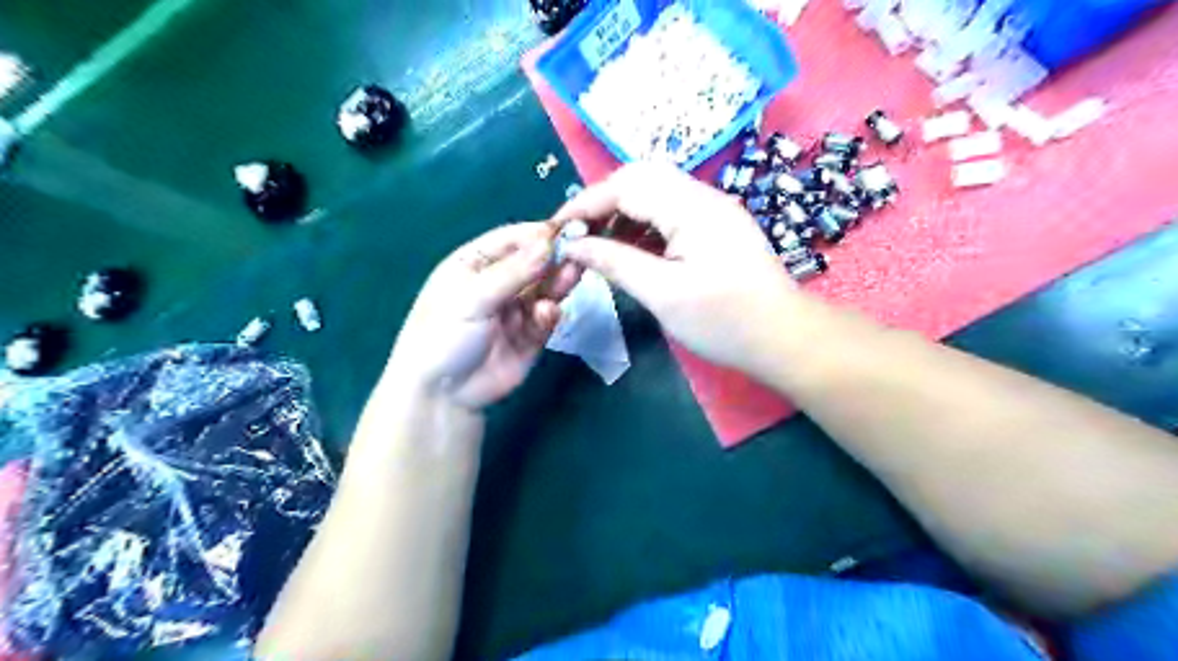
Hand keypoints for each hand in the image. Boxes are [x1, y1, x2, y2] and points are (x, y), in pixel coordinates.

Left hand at [389, 221, 580, 411]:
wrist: (442, 395)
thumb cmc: (444, 335)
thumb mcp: (472, 298)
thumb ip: (513, 272)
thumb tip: (549, 243)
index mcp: (474, 265)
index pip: (510, 240)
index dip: (537, 234)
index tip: (566, 229)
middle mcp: (497, 284)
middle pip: (533, 264)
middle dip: (554, 258)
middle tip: (581, 251)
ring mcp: (515, 311)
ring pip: (544, 290)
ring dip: (559, 282)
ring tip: (575, 274)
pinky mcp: (530, 337)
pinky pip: (546, 319)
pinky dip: (550, 314)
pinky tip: (548, 313)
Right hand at [555, 163, 795, 379]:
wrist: (783, 337)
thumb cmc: (724, 320)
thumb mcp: (662, 294)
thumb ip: (615, 263)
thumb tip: (573, 246)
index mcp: (691, 207)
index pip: (626, 185)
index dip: (586, 203)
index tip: (556, 228)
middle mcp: (703, 197)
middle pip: (640, 179)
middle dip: (602, 203)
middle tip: (578, 235)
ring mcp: (712, 210)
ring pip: (655, 194)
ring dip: (622, 213)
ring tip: (597, 245)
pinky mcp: (716, 228)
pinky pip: (669, 213)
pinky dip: (642, 227)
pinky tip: (628, 250)